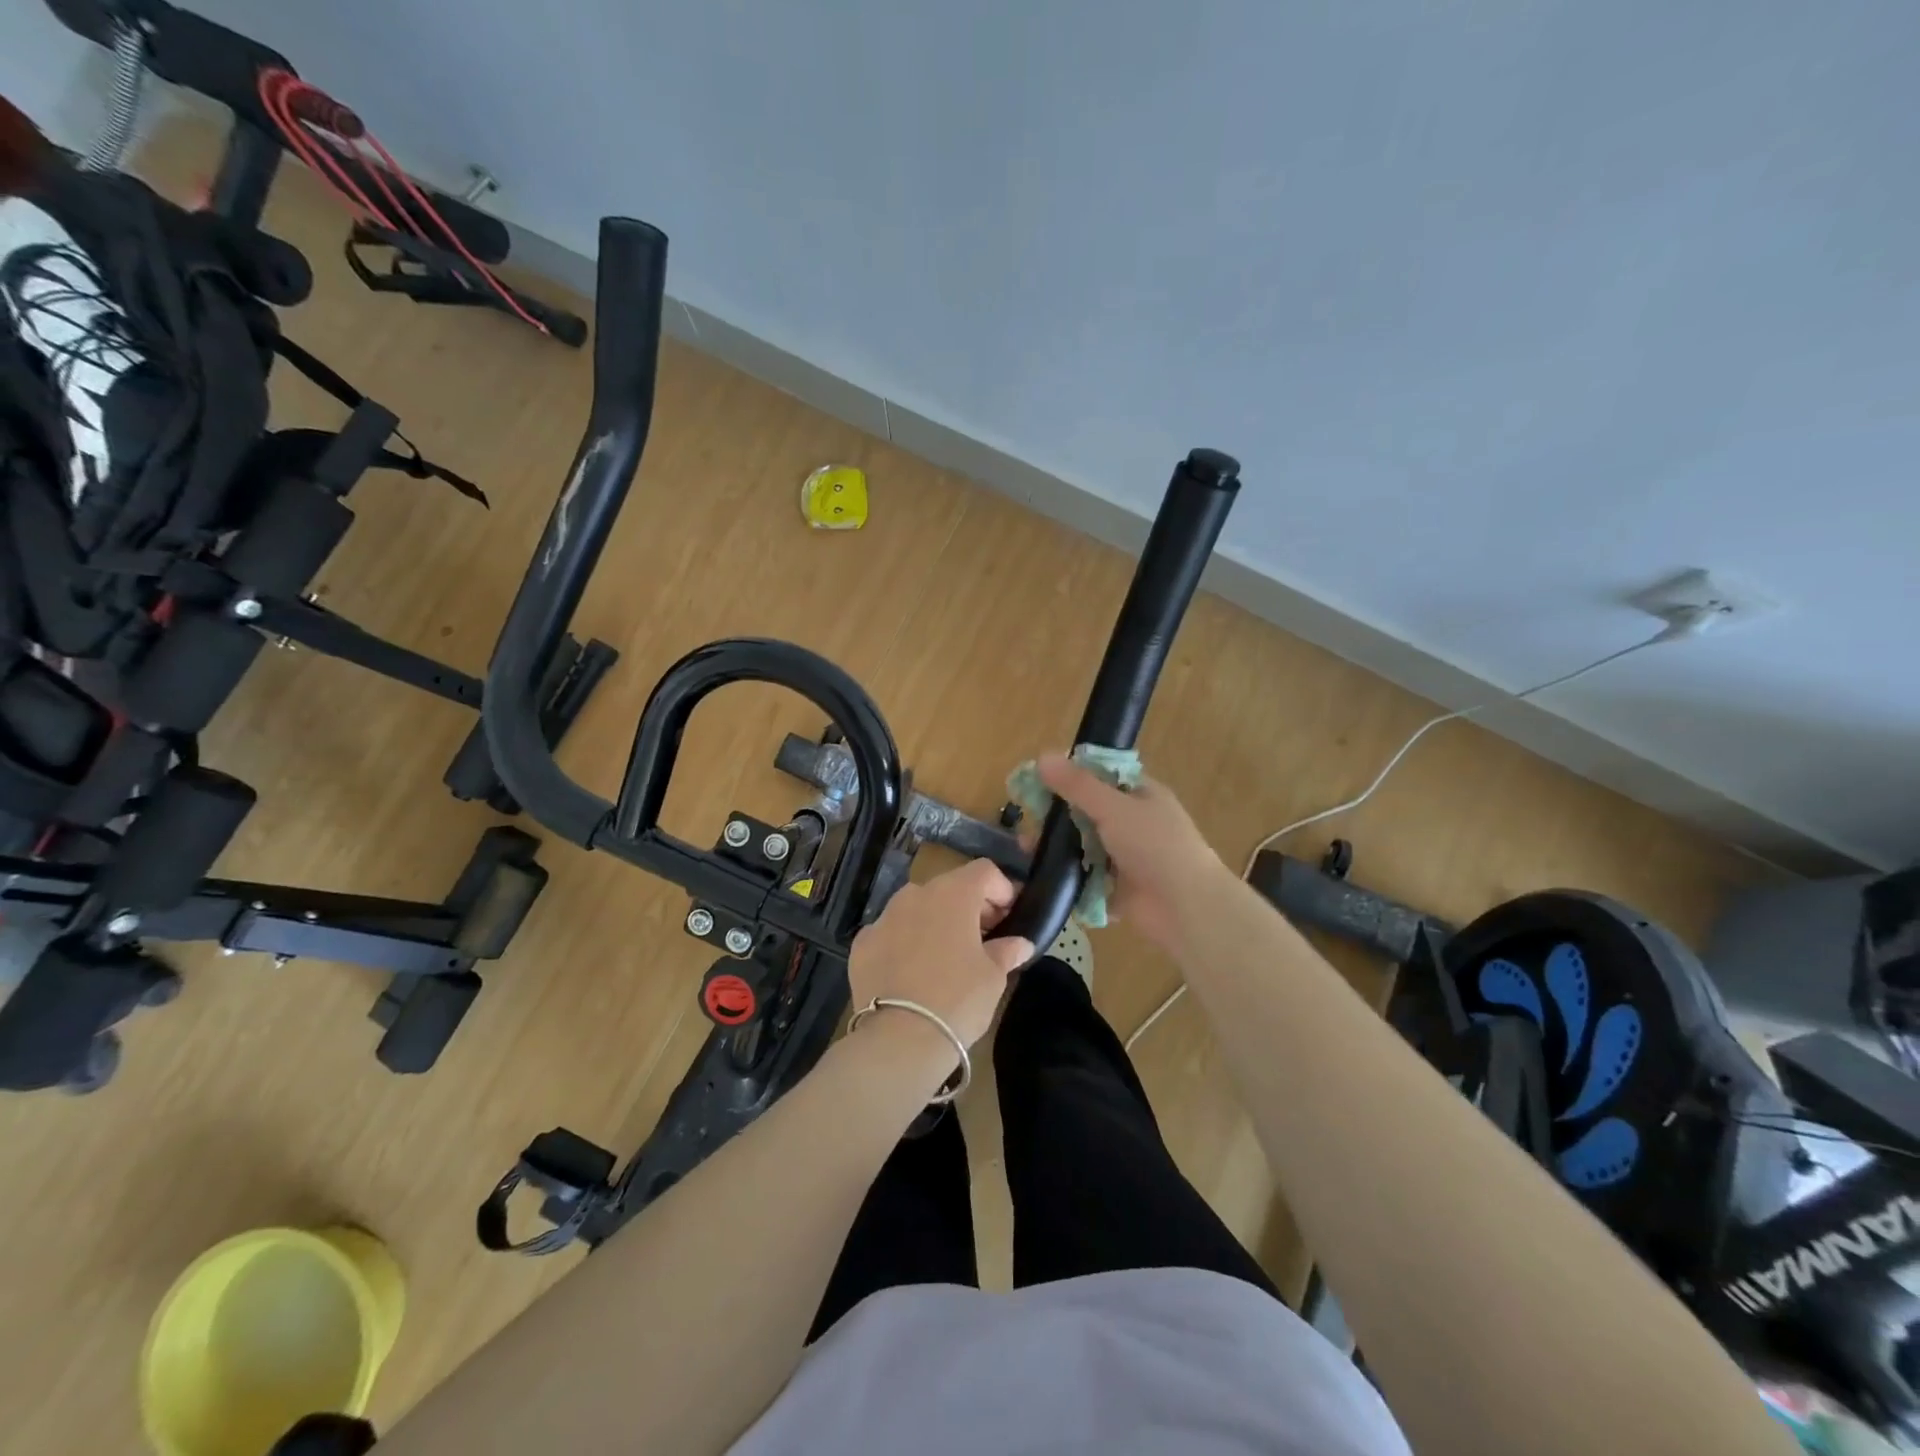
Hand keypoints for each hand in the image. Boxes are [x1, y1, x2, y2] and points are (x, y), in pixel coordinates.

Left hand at [847, 859, 1033, 1049]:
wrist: (900, 1038)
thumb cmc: (958, 999)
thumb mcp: (993, 977)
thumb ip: (1006, 951)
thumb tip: (1020, 943)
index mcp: (953, 894)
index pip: (984, 871)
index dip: (1001, 889)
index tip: (1009, 917)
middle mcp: (915, 894)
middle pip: (949, 887)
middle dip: (969, 906)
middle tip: (983, 938)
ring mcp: (884, 917)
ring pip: (916, 907)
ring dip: (934, 921)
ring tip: (946, 955)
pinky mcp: (862, 943)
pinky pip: (890, 932)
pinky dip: (904, 942)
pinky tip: (911, 972)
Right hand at [1036, 753, 1229, 952]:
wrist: (1186, 908)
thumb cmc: (1155, 846)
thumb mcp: (1113, 807)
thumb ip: (1077, 785)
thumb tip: (1042, 756)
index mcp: (1140, 795)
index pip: (1100, 776)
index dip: (1068, 777)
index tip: (1035, 783)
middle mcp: (1134, 823)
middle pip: (1087, 813)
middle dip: (1056, 818)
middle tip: (1027, 824)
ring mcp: (1127, 858)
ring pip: (1084, 847)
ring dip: (1058, 850)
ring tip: (1028, 852)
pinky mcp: (1119, 889)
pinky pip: (1087, 879)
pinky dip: (1069, 879)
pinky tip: (1043, 877)